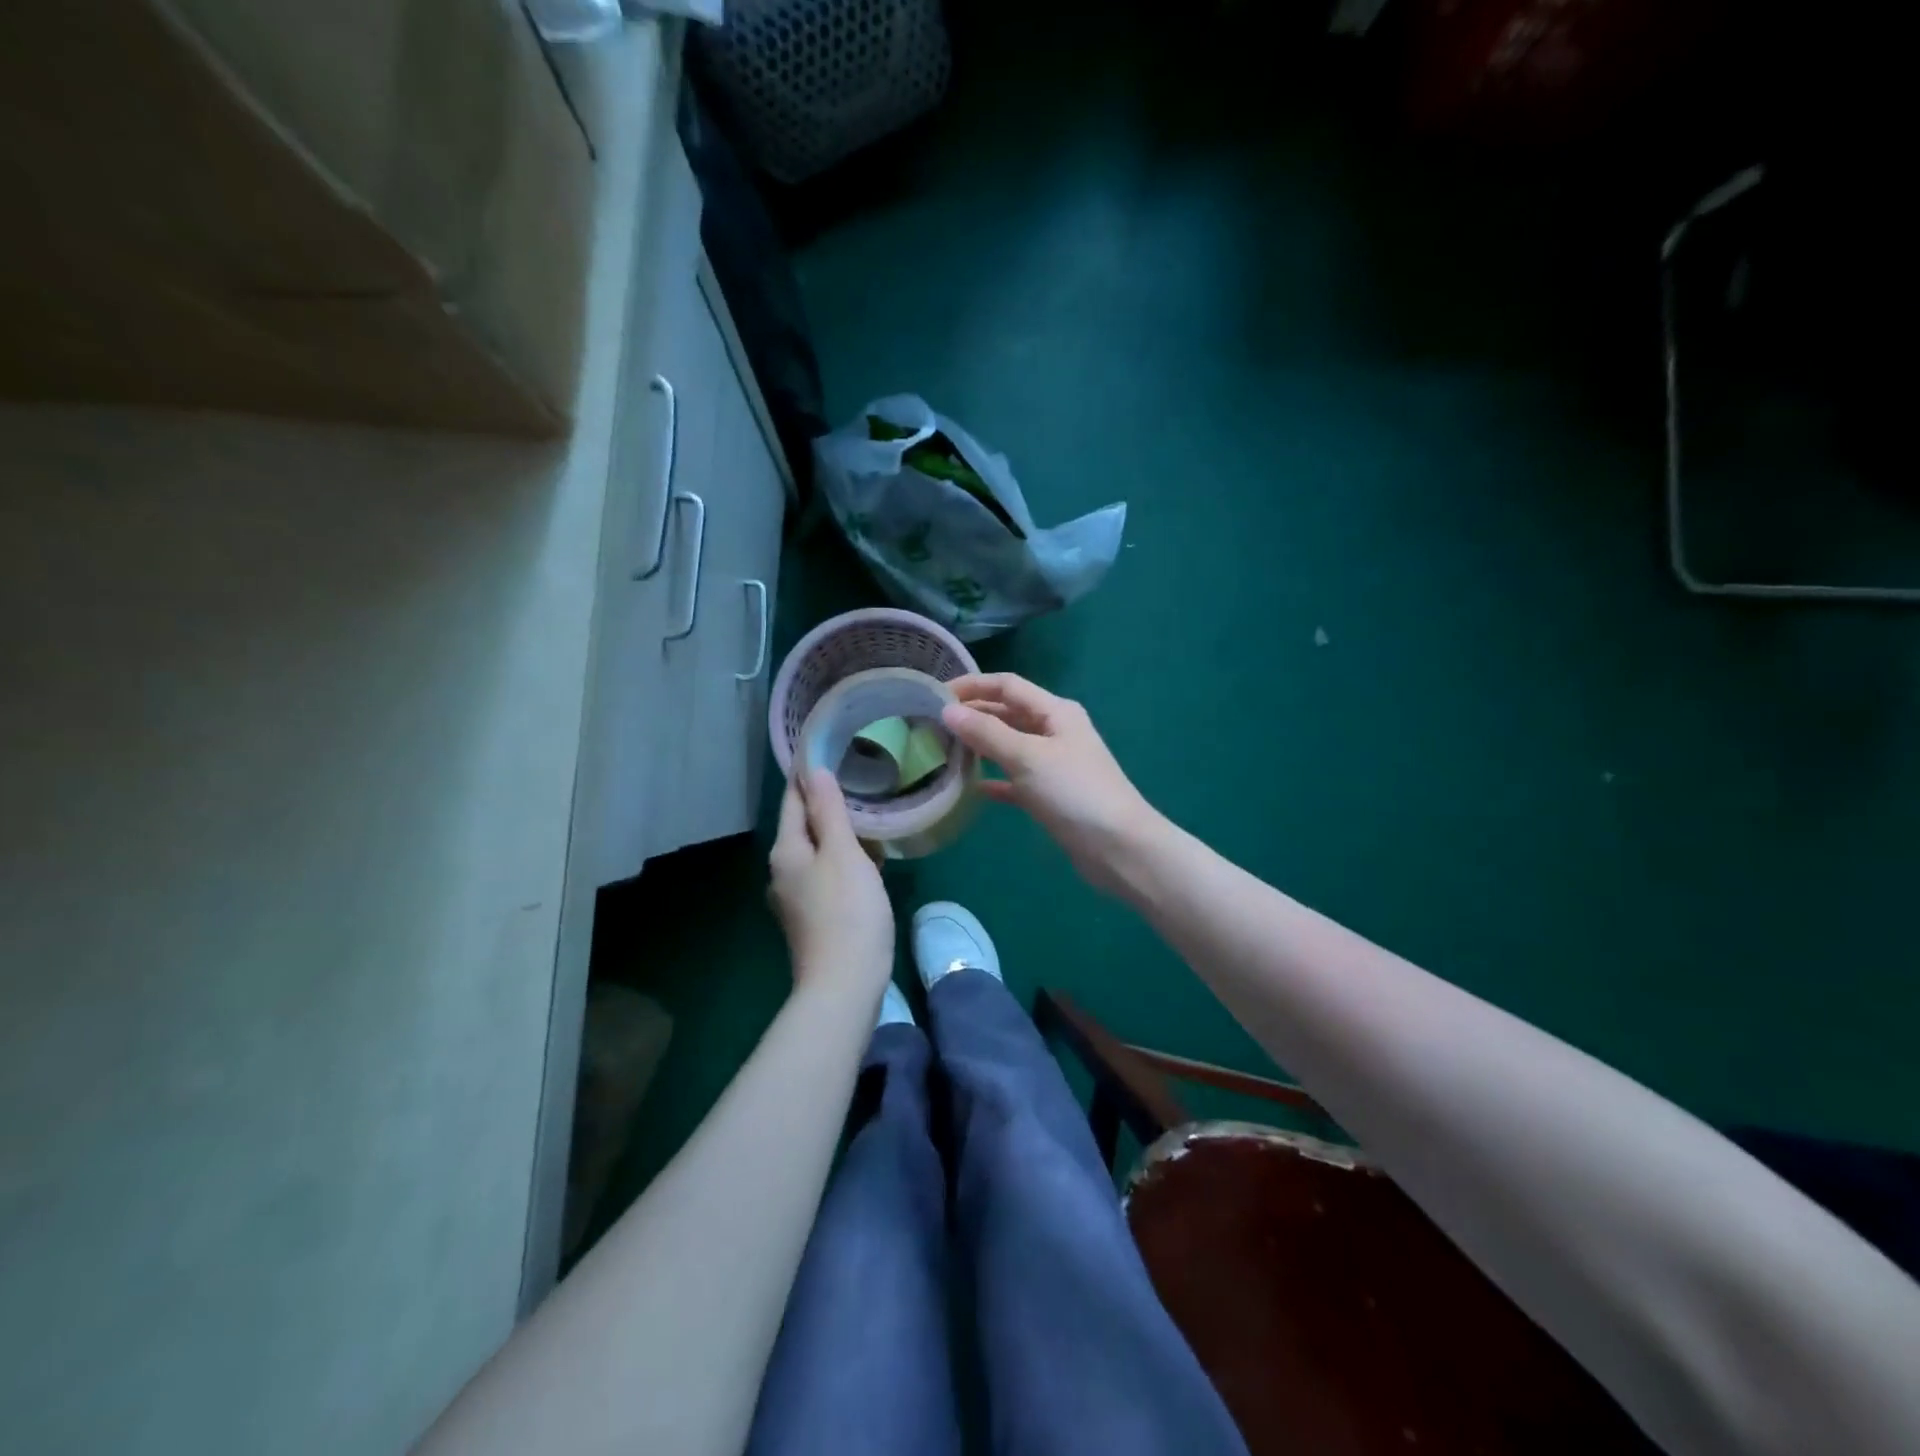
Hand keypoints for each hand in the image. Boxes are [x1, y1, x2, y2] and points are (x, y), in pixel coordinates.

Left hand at [768, 769, 894, 999]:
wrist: (845, 985)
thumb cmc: (847, 912)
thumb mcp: (843, 853)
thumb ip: (829, 811)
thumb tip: (815, 771)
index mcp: (786, 851)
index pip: (793, 801)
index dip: (807, 776)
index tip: (825, 751)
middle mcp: (783, 872)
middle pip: (804, 828)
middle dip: (827, 806)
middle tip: (858, 781)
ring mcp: (796, 899)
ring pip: (818, 854)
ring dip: (840, 836)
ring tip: (870, 819)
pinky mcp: (813, 919)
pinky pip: (827, 877)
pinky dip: (846, 863)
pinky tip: (871, 864)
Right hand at [941, 673, 1162, 896]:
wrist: (1118, 848)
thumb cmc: (1074, 792)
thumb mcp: (1028, 757)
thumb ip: (987, 733)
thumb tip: (947, 711)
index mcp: (1055, 712)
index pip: (1008, 685)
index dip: (972, 685)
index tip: (934, 694)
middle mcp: (1054, 732)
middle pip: (1007, 713)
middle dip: (972, 715)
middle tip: (931, 723)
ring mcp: (1052, 764)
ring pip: (1008, 746)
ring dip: (979, 745)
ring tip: (942, 749)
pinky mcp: (1049, 795)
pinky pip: (1014, 779)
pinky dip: (993, 779)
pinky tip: (969, 787)